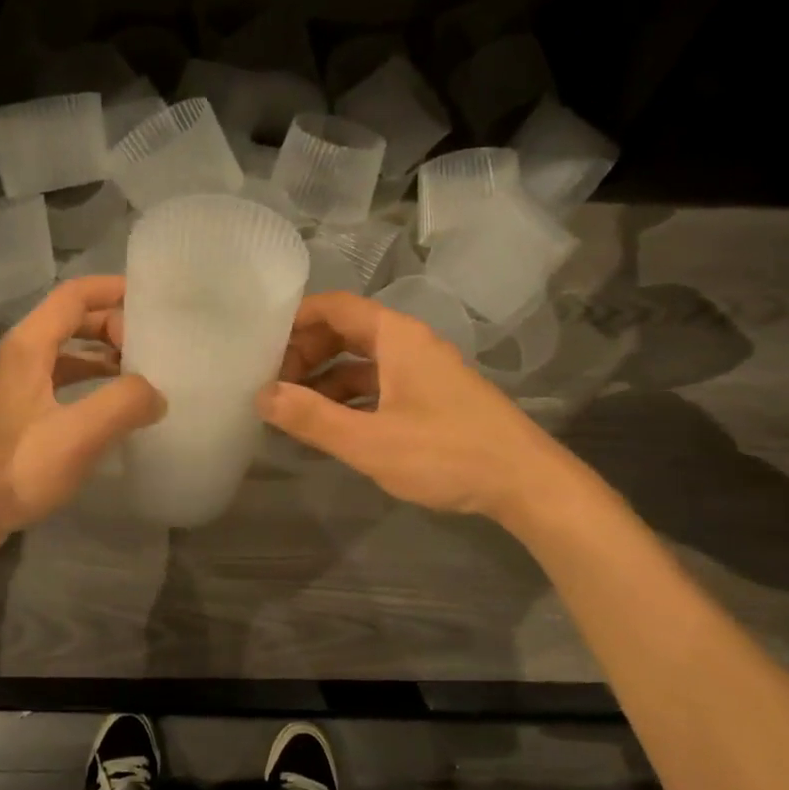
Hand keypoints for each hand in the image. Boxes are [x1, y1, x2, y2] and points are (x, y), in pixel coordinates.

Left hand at [0, 277, 163, 563]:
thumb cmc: (12, 470)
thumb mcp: (76, 436)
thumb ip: (123, 404)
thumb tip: (156, 393)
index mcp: (28, 346)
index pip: (75, 295)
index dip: (114, 290)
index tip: (154, 302)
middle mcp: (18, 357)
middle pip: (72, 321)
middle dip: (114, 326)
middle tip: (155, 348)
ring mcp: (14, 387)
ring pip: (66, 354)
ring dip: (104, 357)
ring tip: (143, 377)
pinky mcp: (15, 416)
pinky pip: (60, 383)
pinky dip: (90, 385)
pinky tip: (111, 411)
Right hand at [256, 291, 551, 520]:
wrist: (526, 483)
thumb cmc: (446, 453)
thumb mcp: (369, 440)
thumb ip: (312, 418)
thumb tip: (262, 395)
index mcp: (396, 337)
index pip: (334, 306)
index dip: (295, 320)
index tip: (262, 345)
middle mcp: (410, 344)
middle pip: (346, 332)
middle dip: (306, 353)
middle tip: (273, 384)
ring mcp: (424, 371)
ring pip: (362, 362)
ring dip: (326, 379)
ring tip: (293, 409)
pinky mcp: (433, 398)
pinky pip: (380, 385)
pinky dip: (350, 398)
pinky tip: (332, 426)